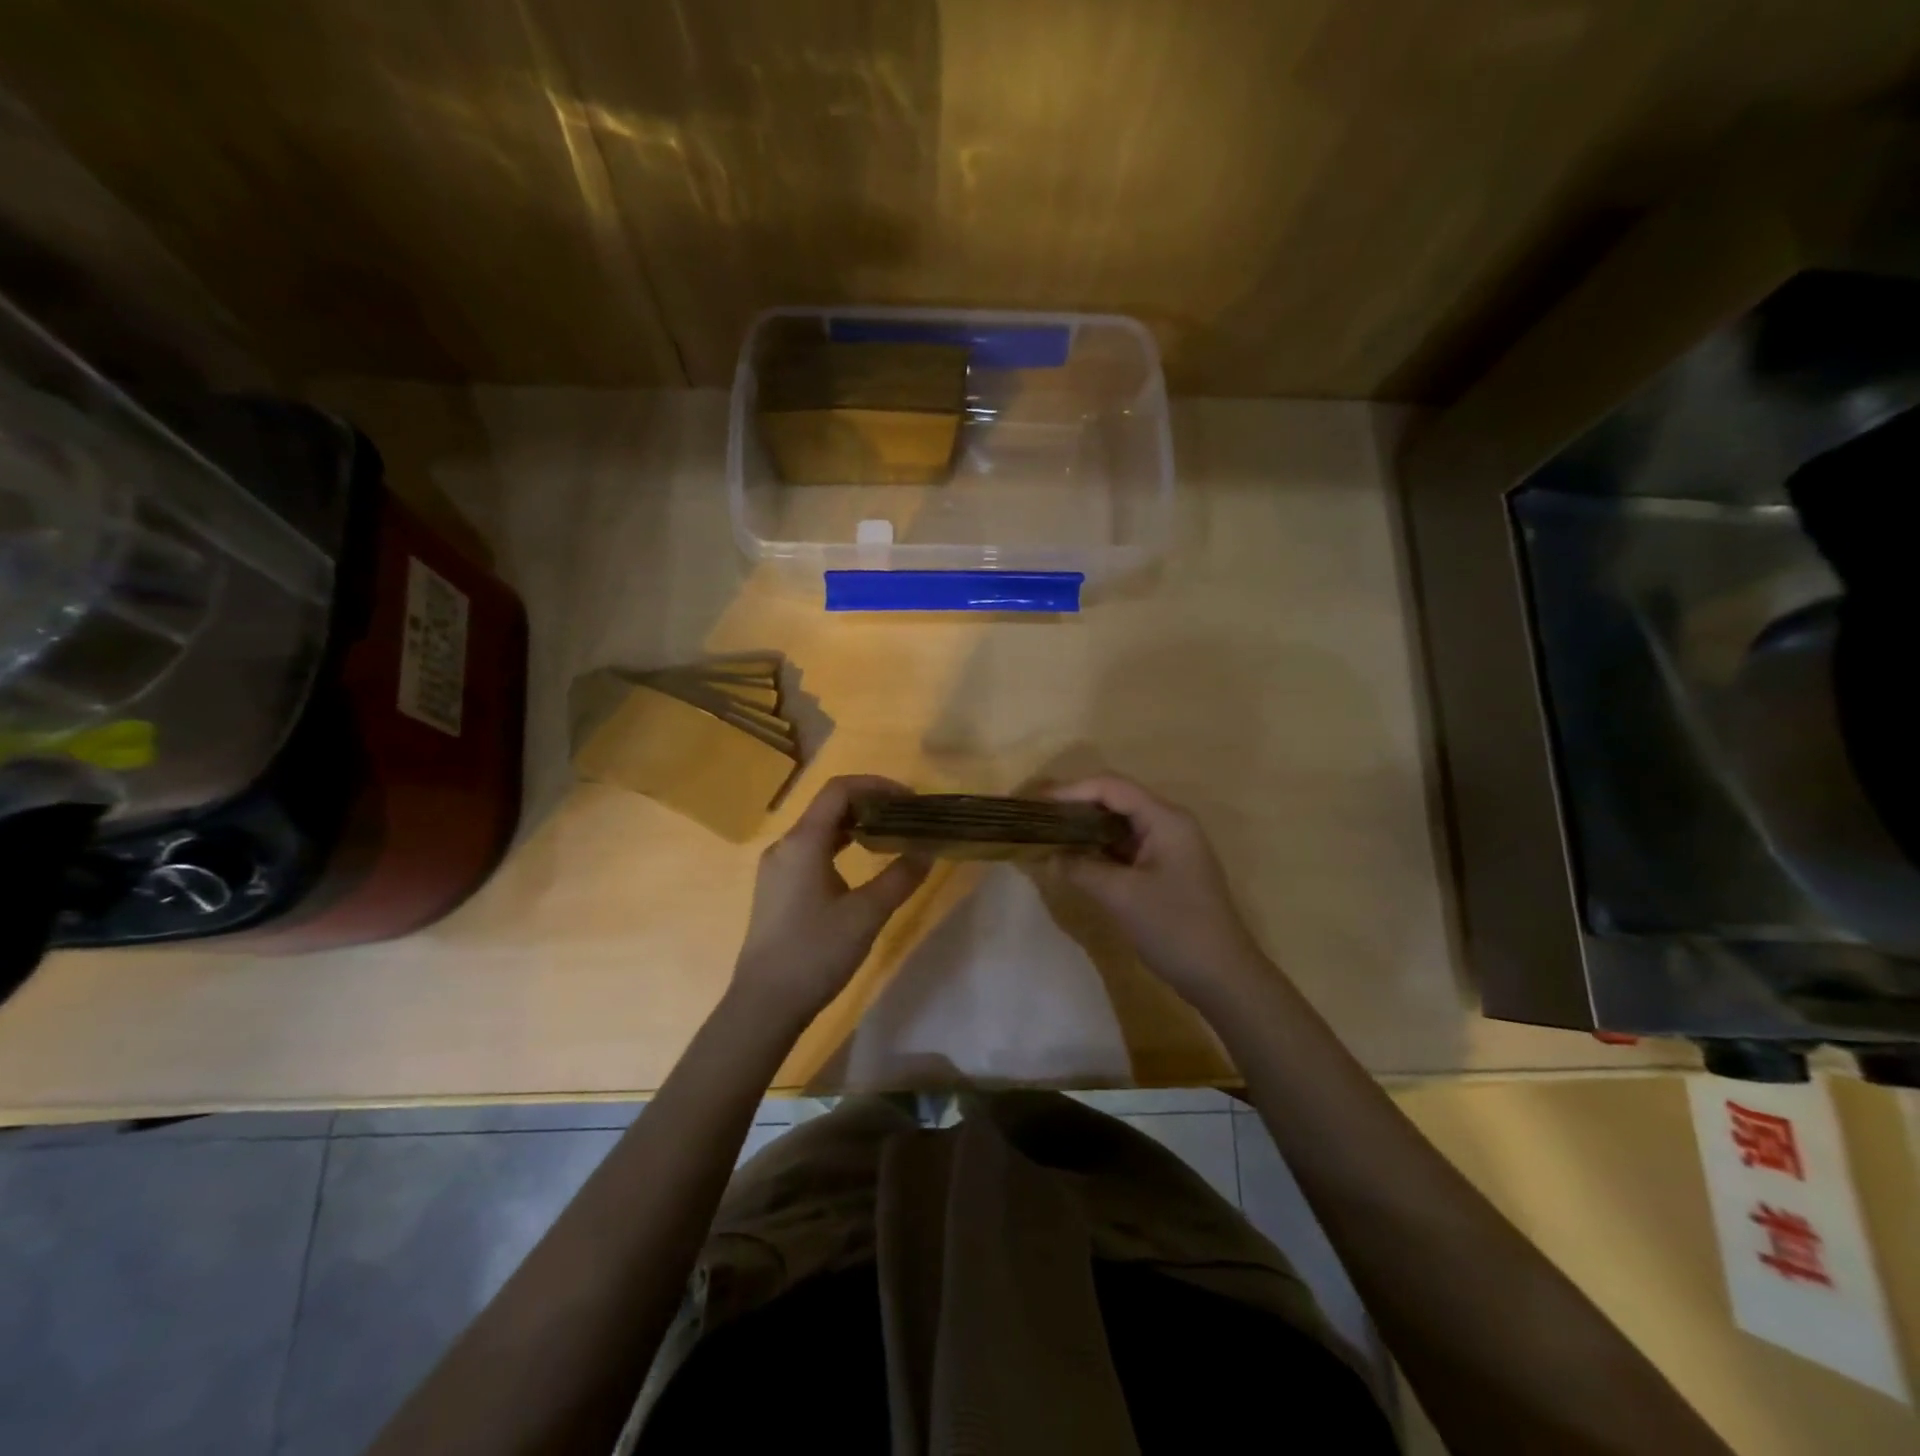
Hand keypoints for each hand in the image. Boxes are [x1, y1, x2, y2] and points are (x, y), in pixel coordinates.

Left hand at [730, 775, 930, 1023]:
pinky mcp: (776, 888)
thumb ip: (900, 878)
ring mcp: (776, 867)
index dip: (877, 785)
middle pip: (828, 805)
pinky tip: (859, 865)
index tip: (910, 800)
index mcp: (803, 842)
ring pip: (819, 829)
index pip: (839, 790)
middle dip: (869, 804)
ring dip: (854, 825)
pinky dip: (839, 845)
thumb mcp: (866, 915)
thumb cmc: (815, 953)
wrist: (764, 1004)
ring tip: (889, 837)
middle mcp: (785, 845)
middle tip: (905, 818)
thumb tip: (928, 851)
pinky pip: (810, 850)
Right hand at [1047, 775, 1274, 1008]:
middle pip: (1117, 801)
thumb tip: (1050, 856)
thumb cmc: (1175, 928)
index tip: (1037, 802)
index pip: (1112, 787)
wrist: (1223, 977)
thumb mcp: (1121, 896)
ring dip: (1087, 829)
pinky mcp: (1166, 871)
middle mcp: (1170, 825)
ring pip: (1120, 825)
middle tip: (1038, 817)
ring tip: (1050, 835)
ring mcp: (1170, 848)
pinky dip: (1100, 850)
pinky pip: (1127, 848)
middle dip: (1077, 806)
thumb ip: (1082, 869)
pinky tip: (1076, 860)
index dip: (1072, 790)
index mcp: (1166, 819)